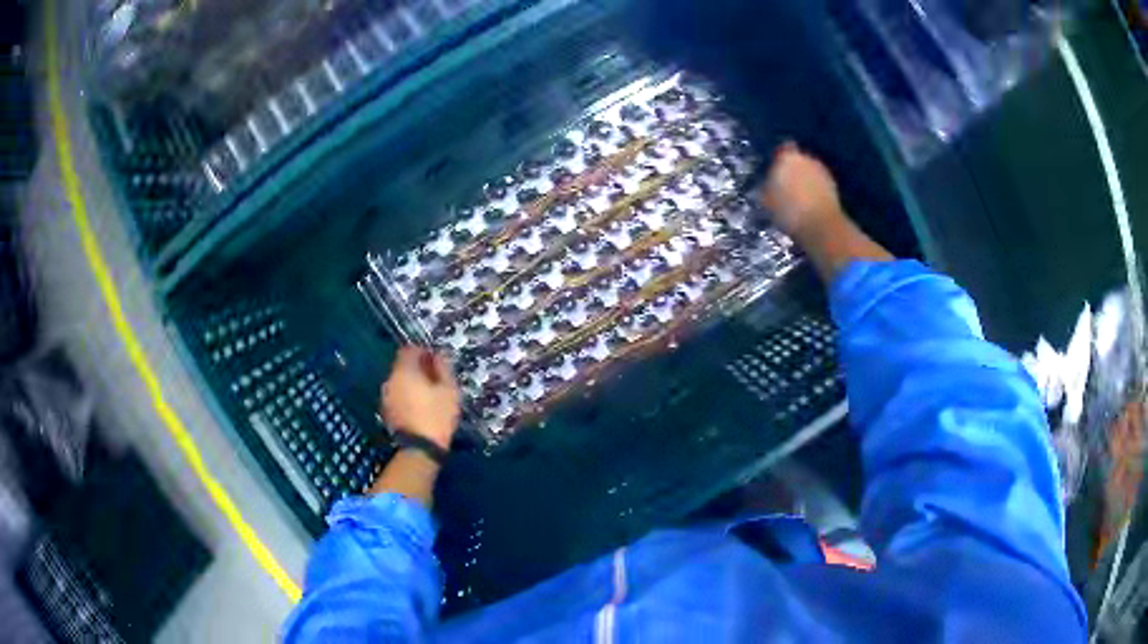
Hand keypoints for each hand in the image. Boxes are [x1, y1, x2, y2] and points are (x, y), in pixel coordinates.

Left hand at [381, 347, 460, 450]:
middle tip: (434, 378)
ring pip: (399, 381)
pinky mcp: (386, 411)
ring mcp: (386, 396)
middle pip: (402, 365)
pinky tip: (418, 406)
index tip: (436, 360)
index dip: (423, 351)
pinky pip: (397, 395)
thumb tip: (439, 355)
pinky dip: (406, 395)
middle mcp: (390, 379)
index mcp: (405, 370)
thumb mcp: (449, 390)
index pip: (409, 349)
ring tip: (427, 394)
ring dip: (411, 382)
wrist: (420, 449)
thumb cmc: (437, 416)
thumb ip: (443, 368)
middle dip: (417, 367)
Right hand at [758, 142, 843, 240]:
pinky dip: (816, 191)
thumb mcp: (767, 200)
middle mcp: (808, 159)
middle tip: (785, 187)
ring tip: (798, 199)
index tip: (774, 172)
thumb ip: (767, 187)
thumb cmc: (788, 210)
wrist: (821, 226)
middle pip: (798, 160)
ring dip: (805, 181)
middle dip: (793, 170)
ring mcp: (823, 172)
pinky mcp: (834, 187)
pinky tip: (810, 206)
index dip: (779, 160)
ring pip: (811, 172)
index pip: (782, 149)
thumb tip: (768, 185)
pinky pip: (820, 185)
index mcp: (788, 157)